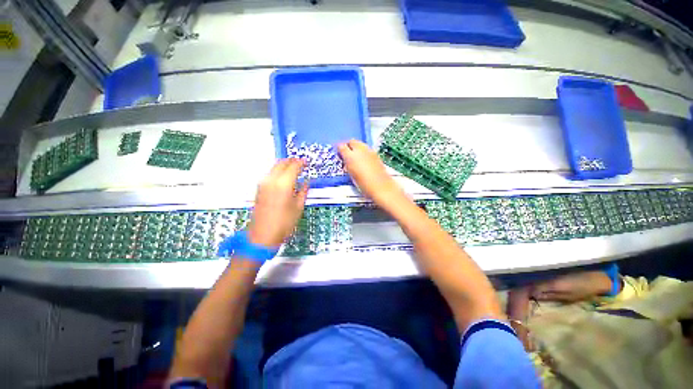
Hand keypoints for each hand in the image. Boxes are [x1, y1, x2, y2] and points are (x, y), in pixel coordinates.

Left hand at [248, 159, 308, 246]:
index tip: (306, 162)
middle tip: (300, 163)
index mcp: (283, 184)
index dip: (301, 163)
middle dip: (292, 161)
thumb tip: (306, 182)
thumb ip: (303, 191)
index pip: (293, 166)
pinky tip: (284, 177)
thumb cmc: (283, 223)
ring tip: (293, 169)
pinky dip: (278, 172)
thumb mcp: (298, 207)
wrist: (262, 235)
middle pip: (282, 163)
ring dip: (284, 165)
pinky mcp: (259, 189)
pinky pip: (270, 174)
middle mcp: (271, 180)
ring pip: (274, 167)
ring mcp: (263, 184)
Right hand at [338, 140, 404, 205]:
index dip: (339, 149)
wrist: (381, 187)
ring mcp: (370, 151)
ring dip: (356, 148)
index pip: (341, 146)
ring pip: (360, 144)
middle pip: (352, 142)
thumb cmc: (364, 184)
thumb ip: (347, 165)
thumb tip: (345, 160)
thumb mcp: (351, 175)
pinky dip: (363, 152)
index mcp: (351, 156)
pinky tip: (363, 161)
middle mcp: (361, 150)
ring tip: (355, 158)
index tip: (339, 154)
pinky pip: (366, 149)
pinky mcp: (376, 155)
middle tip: (346, 155)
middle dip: (348, 146)